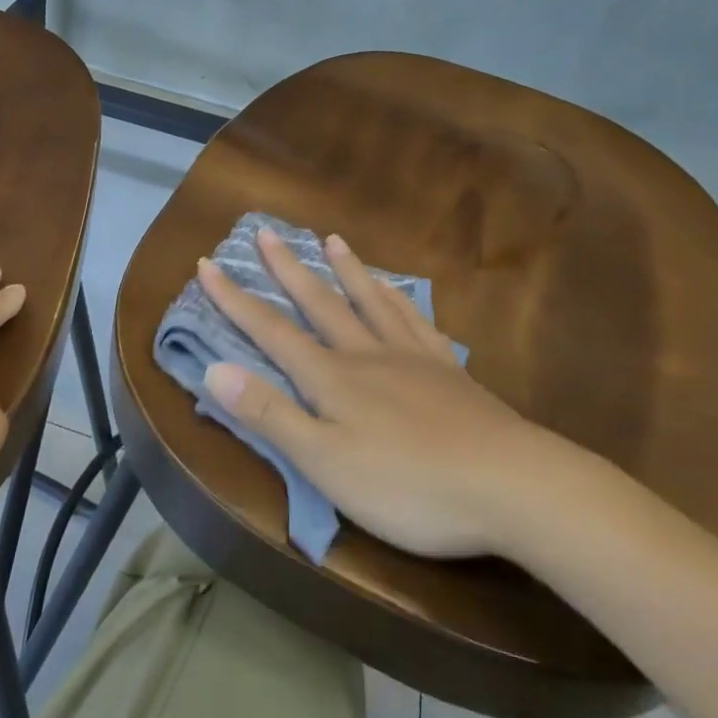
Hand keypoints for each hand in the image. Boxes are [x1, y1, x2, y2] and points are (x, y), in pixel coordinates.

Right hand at [199, 229, 561, 558]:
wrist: (510, 485)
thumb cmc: (407, 484)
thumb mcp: (325, 462)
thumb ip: (270, 414)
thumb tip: (214, 369)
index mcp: (332, 378)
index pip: (271, 330)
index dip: (234, 299)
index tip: (207, 263)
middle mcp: (366, 354)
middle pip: (319, 302)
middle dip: (287, 269)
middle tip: (266, 232)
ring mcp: (411, 357)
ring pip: (370, 301)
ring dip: (346, 269)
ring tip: (332, 239)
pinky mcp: (448, 371)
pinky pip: (416, 321)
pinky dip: (401, 299)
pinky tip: (398, 290)